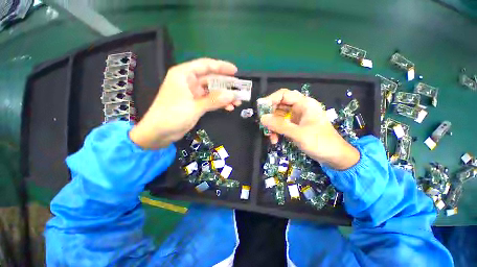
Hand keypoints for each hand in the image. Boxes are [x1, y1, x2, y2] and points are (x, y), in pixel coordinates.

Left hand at [129, 58, 240, 148]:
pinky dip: (219, 104)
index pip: (206, 65)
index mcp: (184, 75)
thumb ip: (214, 100)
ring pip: (212, 91)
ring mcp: (192, 94)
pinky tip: (229, 108)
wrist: (158, 133)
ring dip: (224, 96)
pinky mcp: (195, 104)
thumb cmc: (172, 116)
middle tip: (239, 90)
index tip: (235, 72)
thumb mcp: (195, 107)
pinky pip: (210, 101)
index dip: (221, 67)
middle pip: (211, 79)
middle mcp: (189, 81)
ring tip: (237, 102)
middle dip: (226, 85)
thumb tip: (232, 95)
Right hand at [259, 89, 359, 169]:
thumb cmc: (320, 142)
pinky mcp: (294, 126)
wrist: (334, 157)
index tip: (261, 110)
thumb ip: (280, 125)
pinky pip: (281, 125)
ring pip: (278, 117)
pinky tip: (275, 140)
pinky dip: (276, 131)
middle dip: (270, 116)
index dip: (271, 100)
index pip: (284, 94)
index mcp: (304, 104)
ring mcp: (296, 118)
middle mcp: (299, 108)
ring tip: (270, 136)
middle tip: (263, 125)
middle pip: (279, 106)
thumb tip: (262, 118)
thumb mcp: (298, 134)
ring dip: (272, 126)